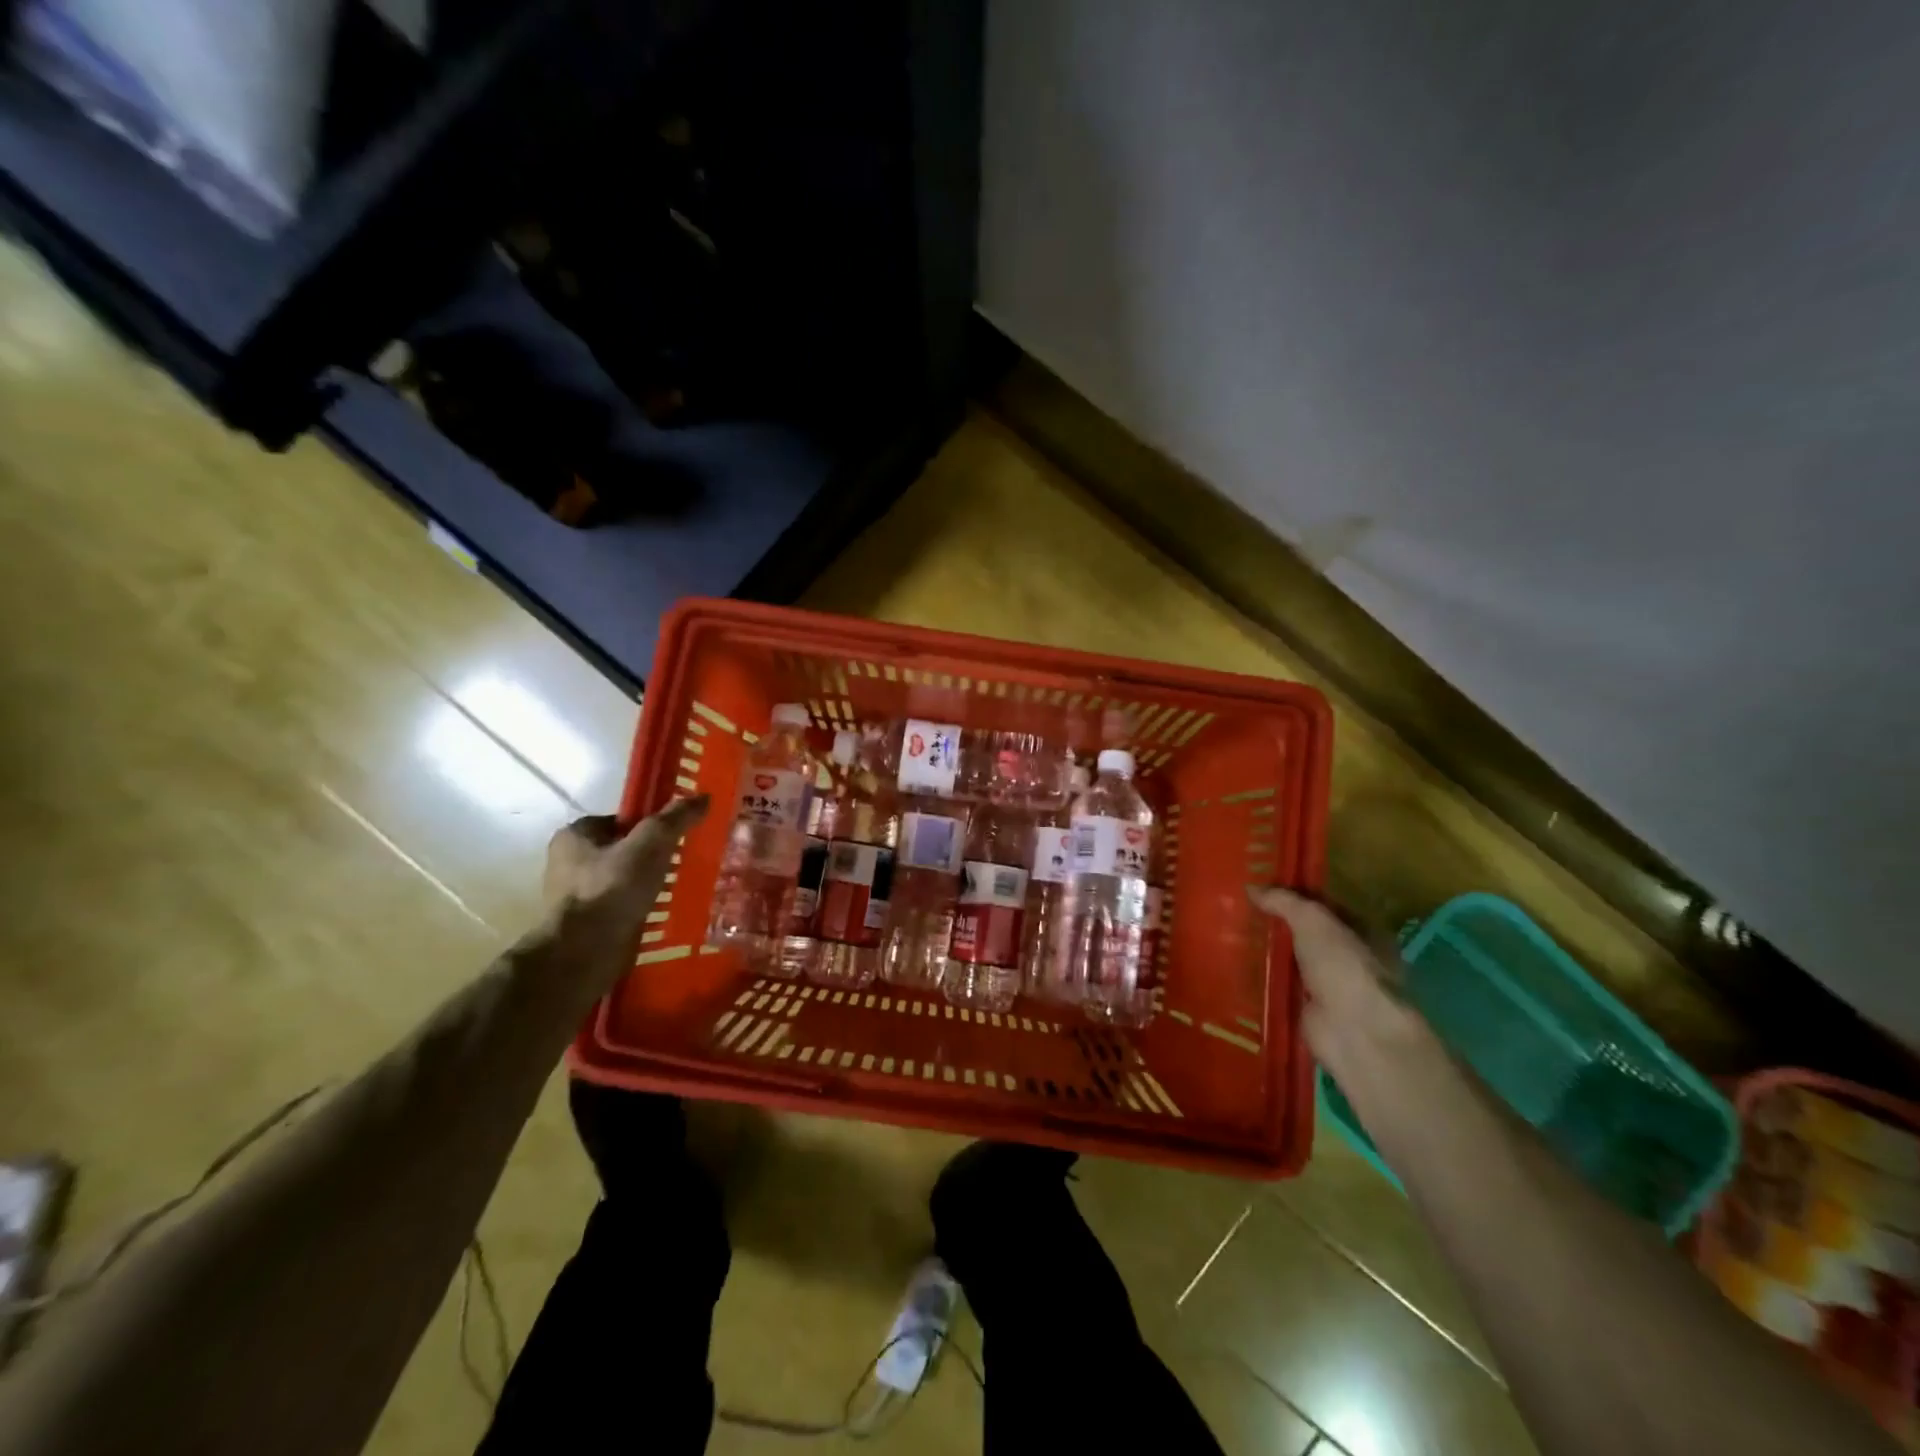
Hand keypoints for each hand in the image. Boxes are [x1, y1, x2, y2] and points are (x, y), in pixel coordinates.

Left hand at [543, 796, 709, 988]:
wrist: (581, 954)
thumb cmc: (611, 889)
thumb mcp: (651, 844)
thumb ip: (675, 819)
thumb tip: (703, 797)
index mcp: (575, 834)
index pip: (622, 819)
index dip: (651, 824)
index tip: (678, 836)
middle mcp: (568, 862)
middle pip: (624, 849)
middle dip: (652, 856)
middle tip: (684, 862)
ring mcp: (575, 896)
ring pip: (624, 880)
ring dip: (648, 884)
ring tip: (679, 889)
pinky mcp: (585, 924)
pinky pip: (621, 906)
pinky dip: (640, 907)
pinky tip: (663, 913)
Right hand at [1248, 887, 1419, 1064]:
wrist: (1353, 1030)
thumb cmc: (1344, 966)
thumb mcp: (1313, 921)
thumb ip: (1284, 901)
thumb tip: (1252, 887)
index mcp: (1362, 932)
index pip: (1323, 906)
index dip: (1294, 895)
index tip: (1260, 888)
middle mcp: (1348, 959)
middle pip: (1305, 934)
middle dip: (1275, 924)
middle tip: (1237, 909)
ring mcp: (1328, 986)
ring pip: (1291, 960)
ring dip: (1265, 952)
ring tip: (1226, 934)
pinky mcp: (1308, 1010)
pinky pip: (1280, 987)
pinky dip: (1261, 979)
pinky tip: (1233, 966)